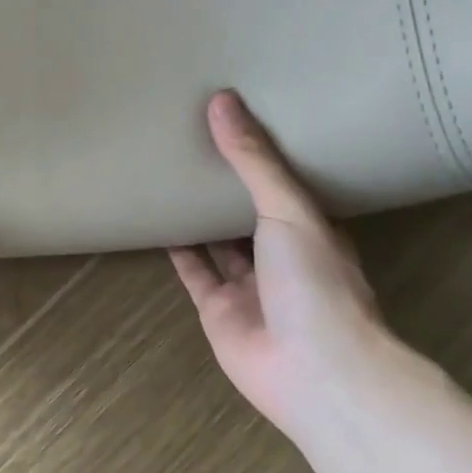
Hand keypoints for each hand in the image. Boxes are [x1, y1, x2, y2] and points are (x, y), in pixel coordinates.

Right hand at [170, 91, 389, 440]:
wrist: (315, 372)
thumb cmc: (315, 282)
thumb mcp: (288, 209)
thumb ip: (253, 160)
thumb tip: (222, 100)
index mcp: (311, 230)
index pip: (284, 185)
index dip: (262, 156)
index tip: (236, 121)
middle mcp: (281, 256)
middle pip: (248, 212)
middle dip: (225, 183)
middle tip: (192, 139)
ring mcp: (249, 286)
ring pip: (219, 241)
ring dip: (198, 213)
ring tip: (169, 171)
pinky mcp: (217, 310)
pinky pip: (194, 271)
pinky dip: (176, 247)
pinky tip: (155, 218)